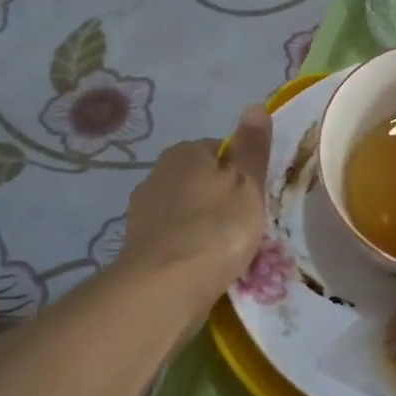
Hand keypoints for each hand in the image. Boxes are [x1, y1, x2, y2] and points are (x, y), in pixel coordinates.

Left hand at [116, 105, 272, 309]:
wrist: (164, 288)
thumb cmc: (215, 228)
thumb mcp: (247, 183)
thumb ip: (252, 147)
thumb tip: (254, 106)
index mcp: (183, 153)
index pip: (220, 150)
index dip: (242, 171)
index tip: (257, 196)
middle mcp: (157, 175)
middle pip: (202, 181)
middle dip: (222, 199)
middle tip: (247, 225)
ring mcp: (143, 213)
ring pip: (187, 212)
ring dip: (205, 226)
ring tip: (229, 253)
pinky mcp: (138, 248)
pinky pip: (175, 241)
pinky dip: (189, 250)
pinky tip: (205, 268)